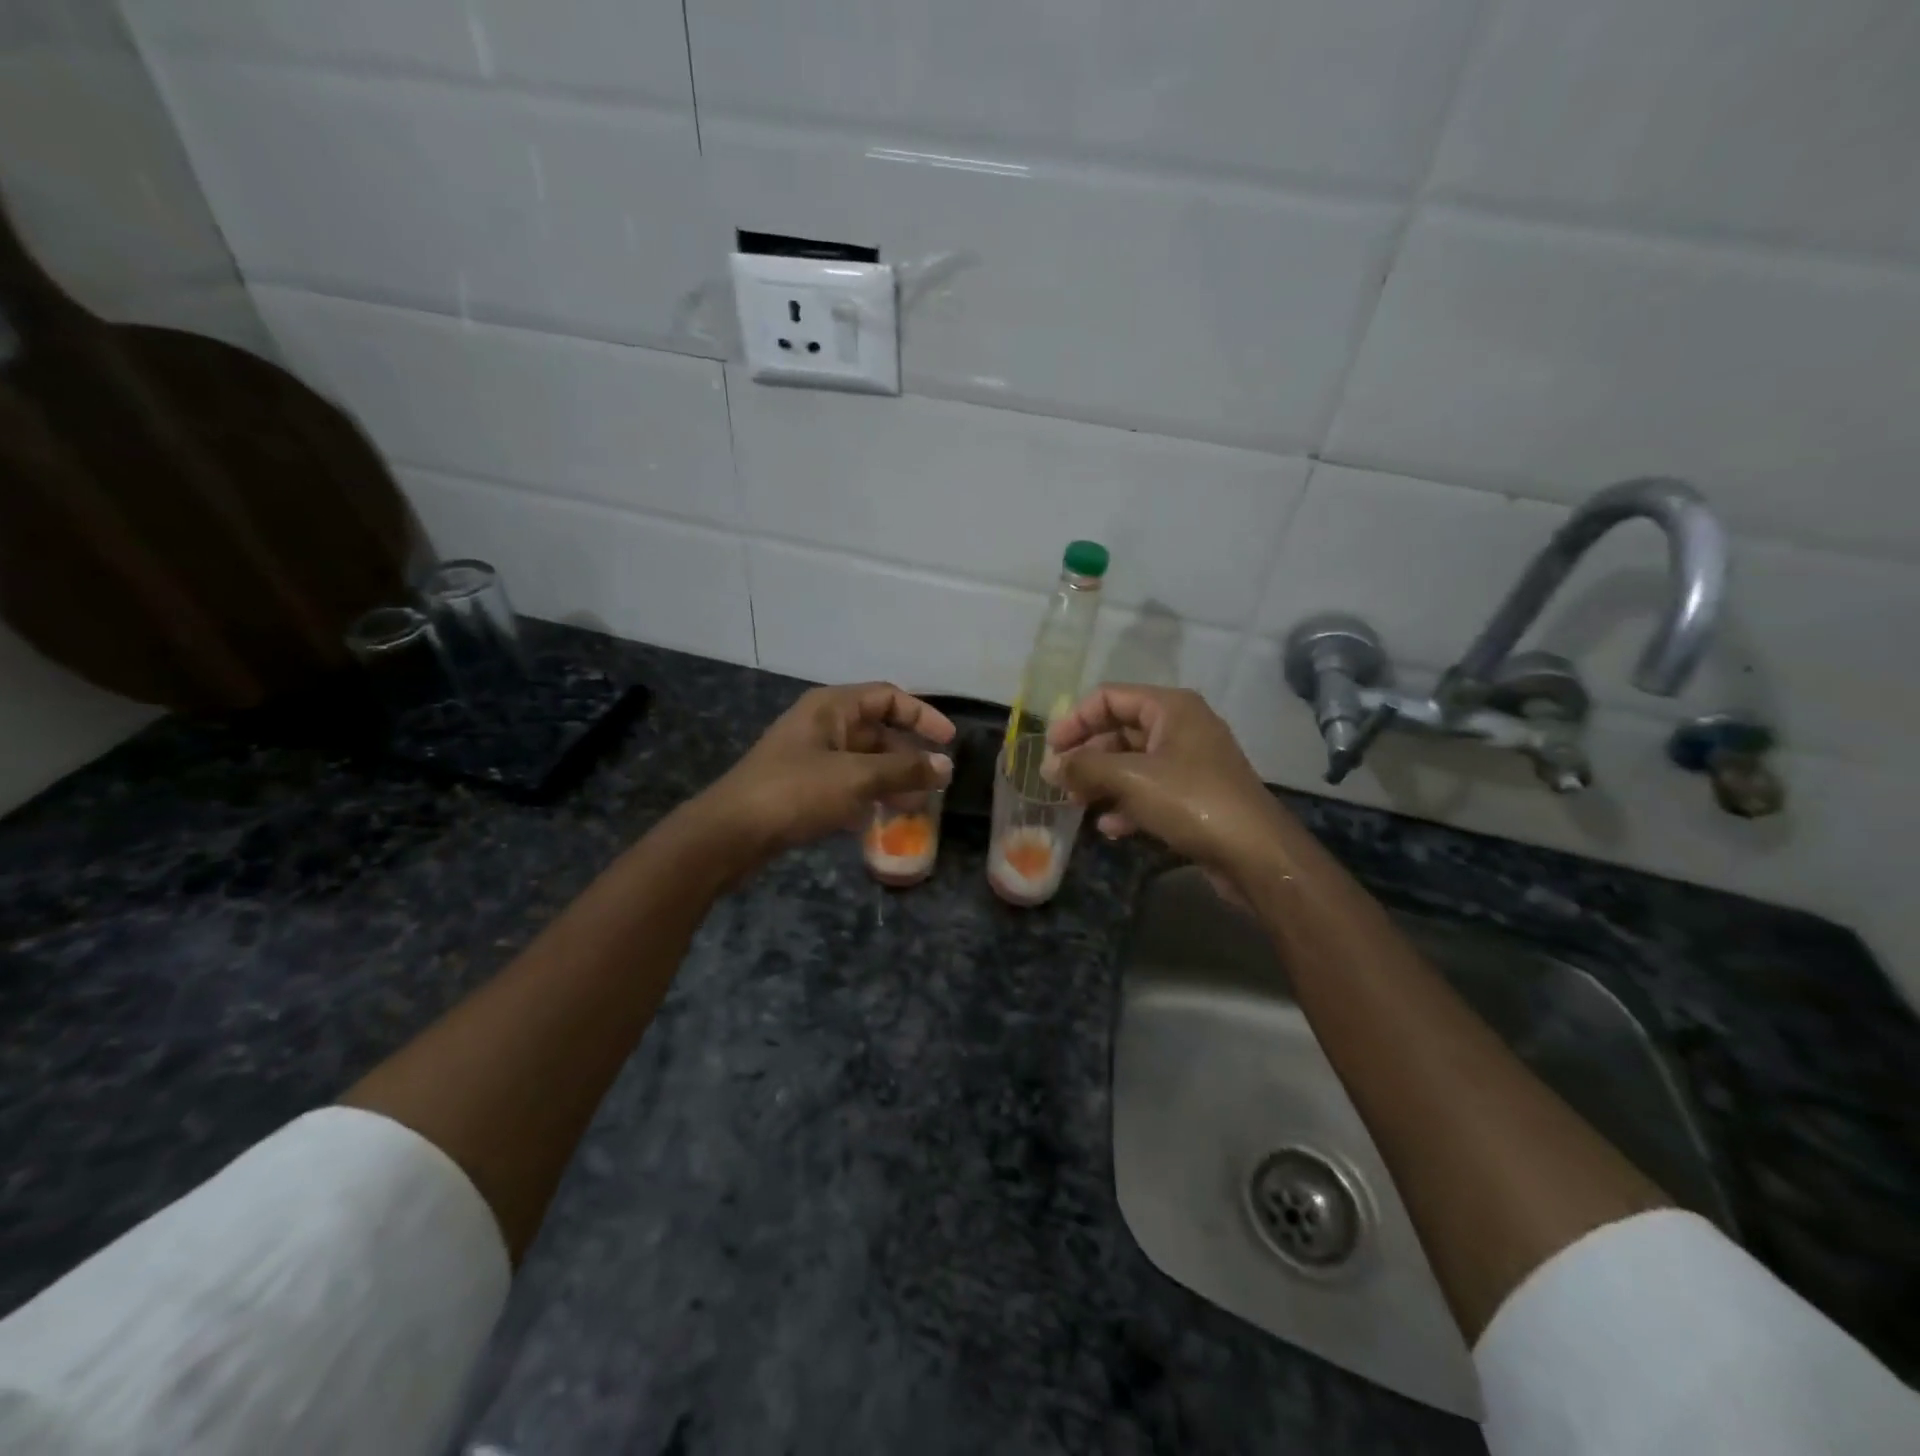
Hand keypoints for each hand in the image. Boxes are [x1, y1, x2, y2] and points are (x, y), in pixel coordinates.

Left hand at [699, 682, 954, 861]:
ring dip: (890, 780)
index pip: (888, 697)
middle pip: (877, 731)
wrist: (731, 833)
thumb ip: (904, 771)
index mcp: (832, 707)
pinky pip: (846, 784)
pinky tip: (881, 820)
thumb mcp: (856, 778)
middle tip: (935, 784)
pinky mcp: (802, 787)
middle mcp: (822, 725)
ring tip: (915, 807)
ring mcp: (810, 756)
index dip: (922, 715)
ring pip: (862, 761)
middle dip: (908, 757)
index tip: (948, 741)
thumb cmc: (796, 792)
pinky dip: (867, 797)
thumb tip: (946, 768)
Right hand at [1043, 685, 1291, 885]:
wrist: (1254, 854)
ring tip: (1077, 805)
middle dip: (1087, 755)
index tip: (1050, 749)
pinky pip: (1149, 789)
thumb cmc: (1191, 801)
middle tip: (1059, 781)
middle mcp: (1181, 727)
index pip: (1109, 697)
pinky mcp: (1194, 795)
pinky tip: (1109, 827)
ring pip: (1132, 763)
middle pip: (1119, 730)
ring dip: (1102, 782)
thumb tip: (1049, 766)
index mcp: (1170, 707)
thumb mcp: (1130, 778)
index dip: (1075, 719)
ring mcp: (1190, 762)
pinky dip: (1126, 803)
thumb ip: (1084, 767)